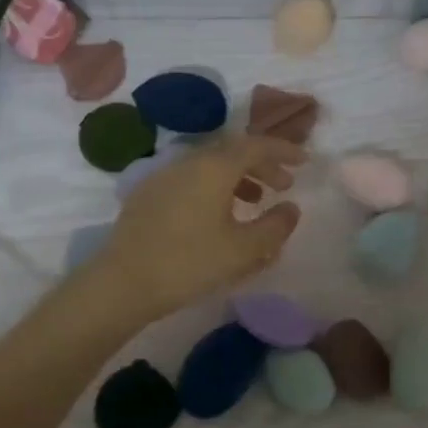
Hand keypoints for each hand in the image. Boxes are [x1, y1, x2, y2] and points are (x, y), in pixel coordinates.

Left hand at [89, 135, 305, 324]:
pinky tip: (216, 215)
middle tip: (283, 185)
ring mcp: (163, 176)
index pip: (256, 145)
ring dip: (238, 178)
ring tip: (255, 201)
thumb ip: (274, 226)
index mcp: (214, 167)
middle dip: (262, 165)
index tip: (304, 161)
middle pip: (232, 152)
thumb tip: (291, 208)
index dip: (283, 150)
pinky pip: (190, 180)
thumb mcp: (243, 250)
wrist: (123, 282)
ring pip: (209, 166)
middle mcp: (188, 162)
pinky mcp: (147, 195)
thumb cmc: (190, 263)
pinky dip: (213, 188)